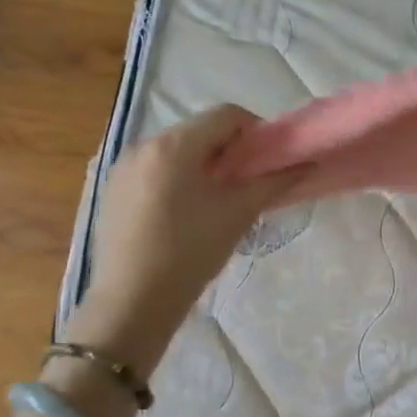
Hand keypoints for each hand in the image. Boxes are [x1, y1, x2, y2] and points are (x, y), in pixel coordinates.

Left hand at [66, 105, 297, 372]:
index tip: (267, 162)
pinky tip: (180, 215)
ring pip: (173, 151)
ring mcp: (122, 167)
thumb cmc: (191, 252)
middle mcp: (144, 144)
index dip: (254, 132)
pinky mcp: (111, 190)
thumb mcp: (238, 214)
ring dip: (200, 164)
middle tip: (244, 184)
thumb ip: (274, 182)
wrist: (133, 301)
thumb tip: (305, 163)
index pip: (225, 115)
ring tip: (213, 202)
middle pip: (198, 130)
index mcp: (175, 144)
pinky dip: (174, 179)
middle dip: (227, 150)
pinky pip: (151, 170)